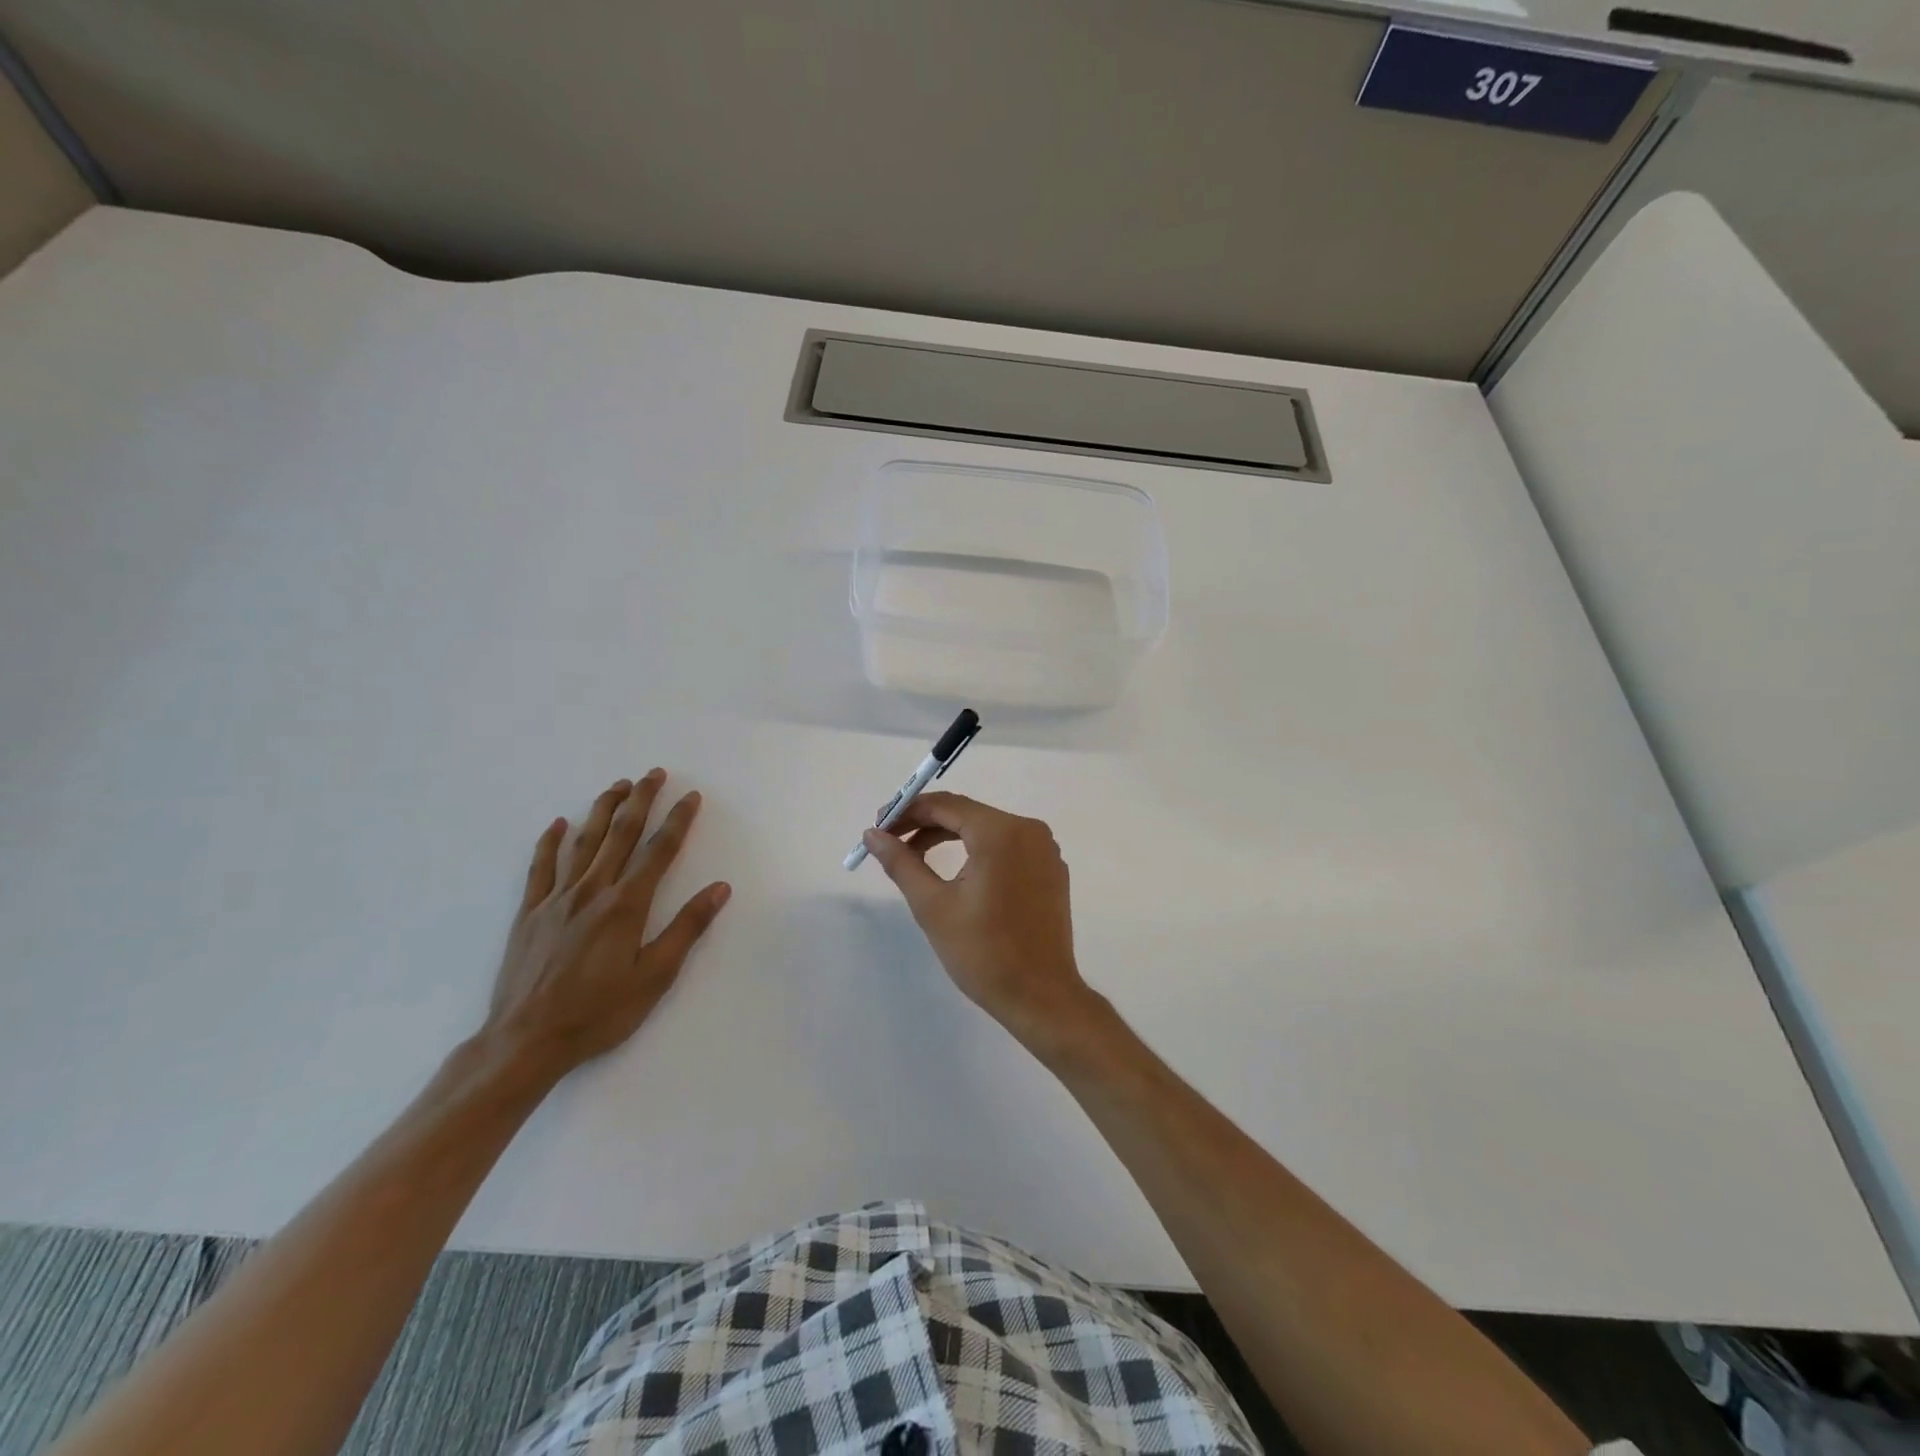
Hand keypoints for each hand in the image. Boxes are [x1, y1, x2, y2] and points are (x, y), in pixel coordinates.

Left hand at [483, 770, 730, 1078]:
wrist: (526, 1040)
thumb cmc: (599, 1012)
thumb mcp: (655, 976)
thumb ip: (687, 928)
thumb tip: (720, 888)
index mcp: (626, 905)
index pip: (659, 851)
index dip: (678, 821)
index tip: (691, 796)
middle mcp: (592, 891)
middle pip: (621, 834)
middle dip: (640, 800)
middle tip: (654, 774)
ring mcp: (557, 899)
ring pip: (583, 842)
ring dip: (602, 810)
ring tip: (617, 786)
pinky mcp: (529, 913)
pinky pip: (541, 868)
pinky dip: (550, 842)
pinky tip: (559, 824)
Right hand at [863, 792, 1097, 1048]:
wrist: (1041, 997)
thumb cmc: (983, 952)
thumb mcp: (933, 906)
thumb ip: (901, 863)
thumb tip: (872, 835)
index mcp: (1001, 833)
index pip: (946, 804)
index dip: (908, 810)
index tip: (878, 825)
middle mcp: (1028, 830)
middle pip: (967, 813)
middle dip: (926, 824)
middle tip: (891, 842)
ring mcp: (1045, 849)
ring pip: (987, 829)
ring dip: (950, 837)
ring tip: (915, 858)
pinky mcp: (1051, 869)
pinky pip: (1008, 847)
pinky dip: (978, 851)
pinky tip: (956, 873)